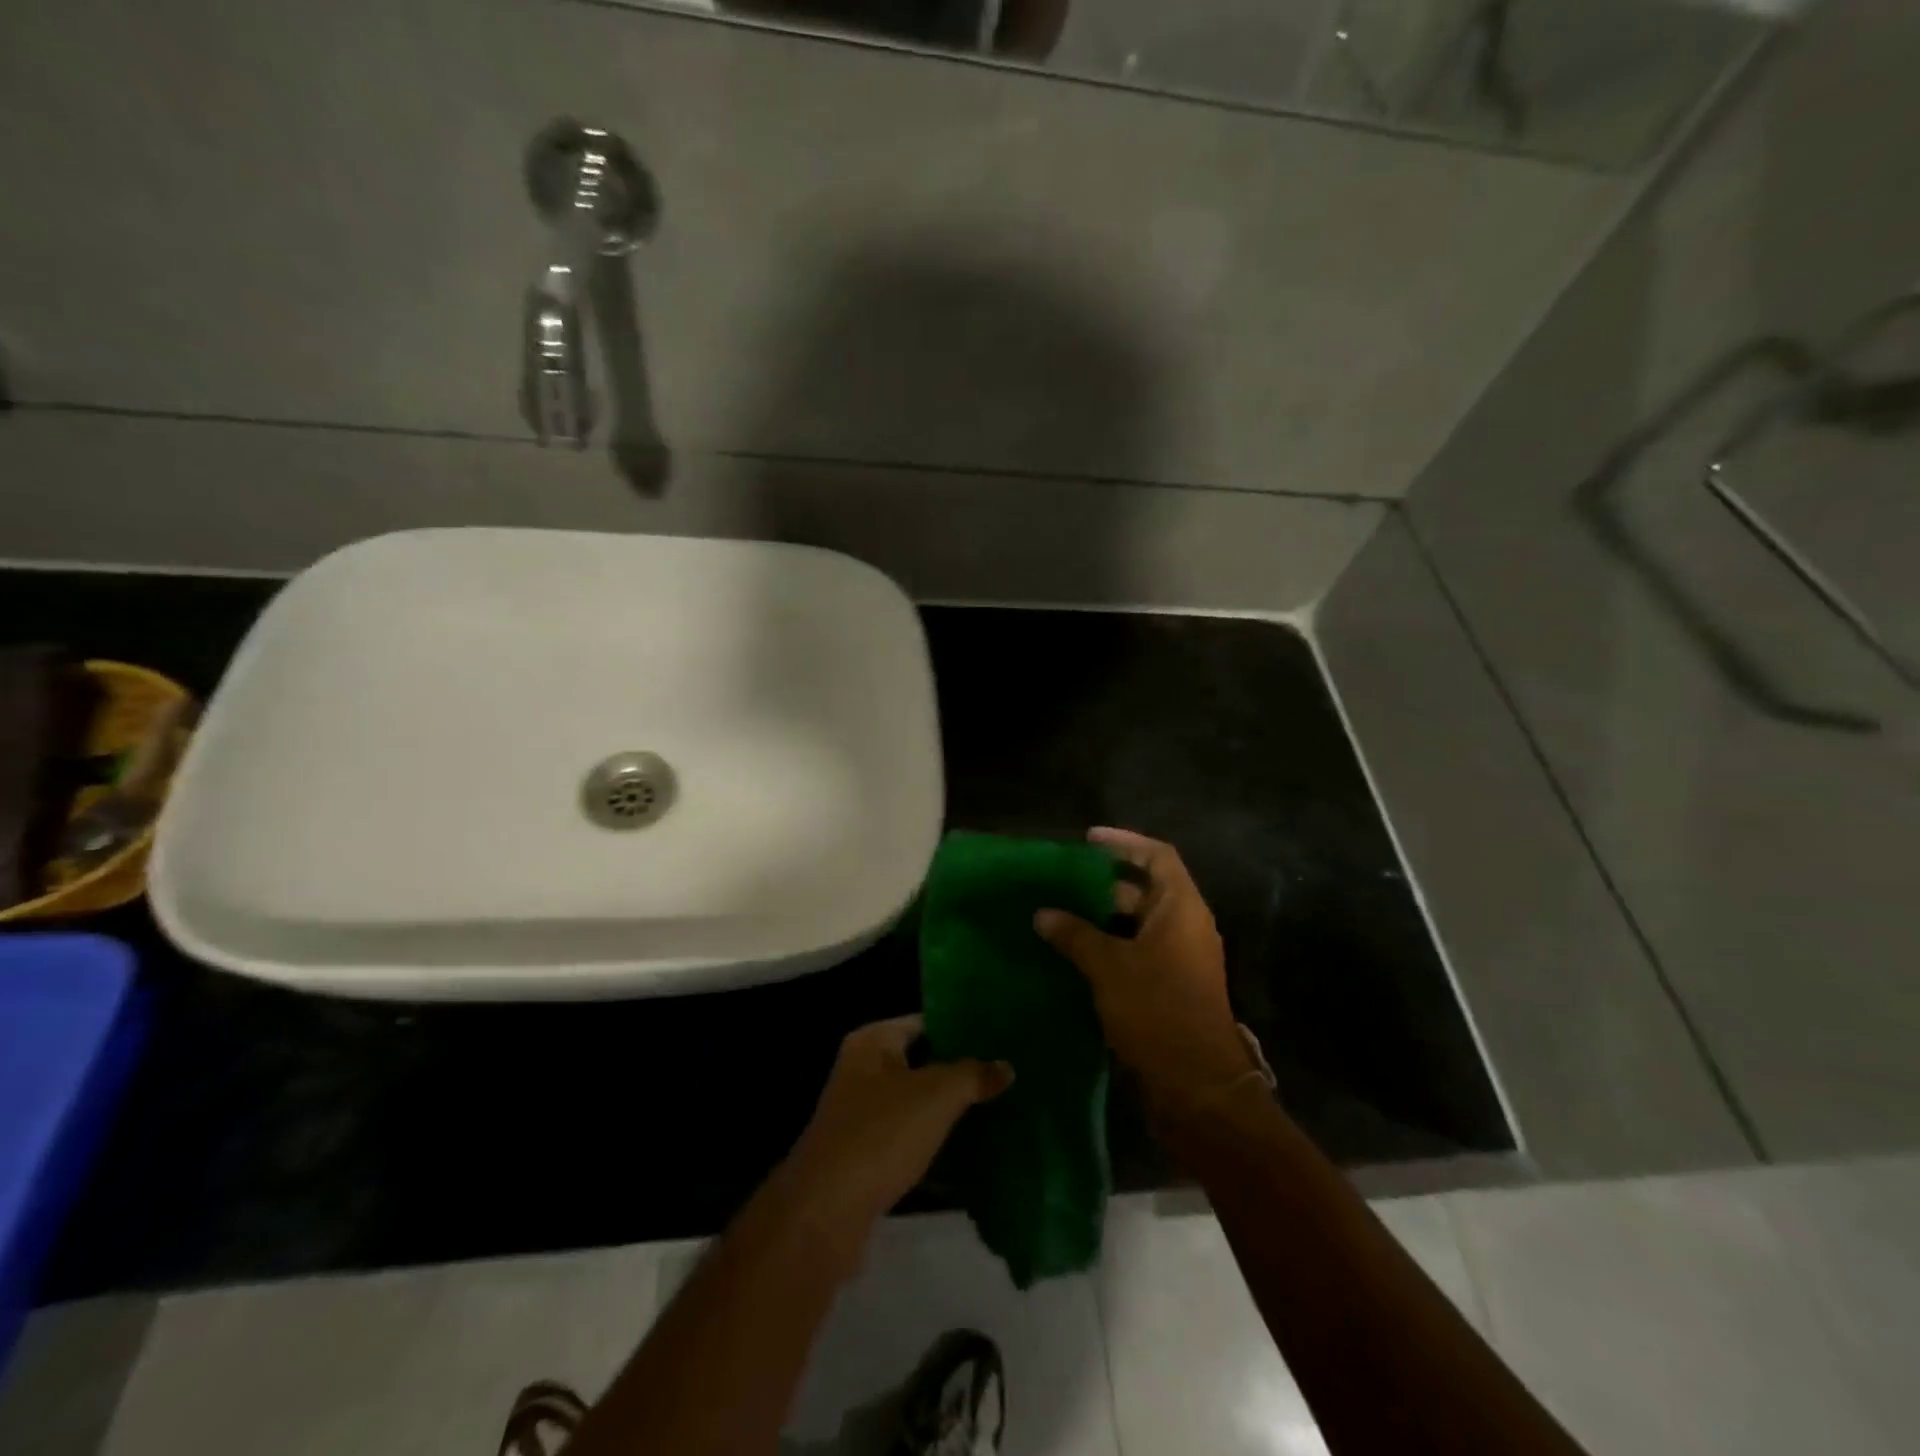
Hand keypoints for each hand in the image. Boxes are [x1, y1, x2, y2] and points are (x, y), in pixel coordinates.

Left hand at [776, 1015, 1011, 1264]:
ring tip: (1000, 1111)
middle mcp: (863, 1071)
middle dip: (960, 1073)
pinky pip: (910, 1141)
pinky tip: (973, 1155)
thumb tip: (1006, 1066)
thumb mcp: (935, 1095)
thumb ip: (972, 1075)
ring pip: (917, 1105)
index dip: (961, 1028)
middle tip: (1006, 1076)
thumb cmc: (880, 1134)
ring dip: (950, 1112)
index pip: (924, 1022)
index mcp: (872, 1042)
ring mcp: (862, 1116)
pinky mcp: (866, 1157)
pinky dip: (936, 1146)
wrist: (825, 1213)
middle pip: (922, 1063)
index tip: (1000, 1038)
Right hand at [1036, 828, 1251, 1103]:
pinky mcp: (1169, 987)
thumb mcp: (1109, 967)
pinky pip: (1136, 952)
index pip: (1157, 856)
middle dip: (1103, 883)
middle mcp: (1184, 926)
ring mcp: (1179, 959)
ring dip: (1100, 919)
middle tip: (1061, 881)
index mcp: (1181, 908)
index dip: (1124, 842)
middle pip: (1144, 890)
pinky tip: (1072, 954)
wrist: (1198, 1086)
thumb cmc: (1157, 1010)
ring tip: (1057, 914)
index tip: (1088, 839)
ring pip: (1136, 924)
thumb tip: (1043, 914)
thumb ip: (1075, 935)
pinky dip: (1107, 947)